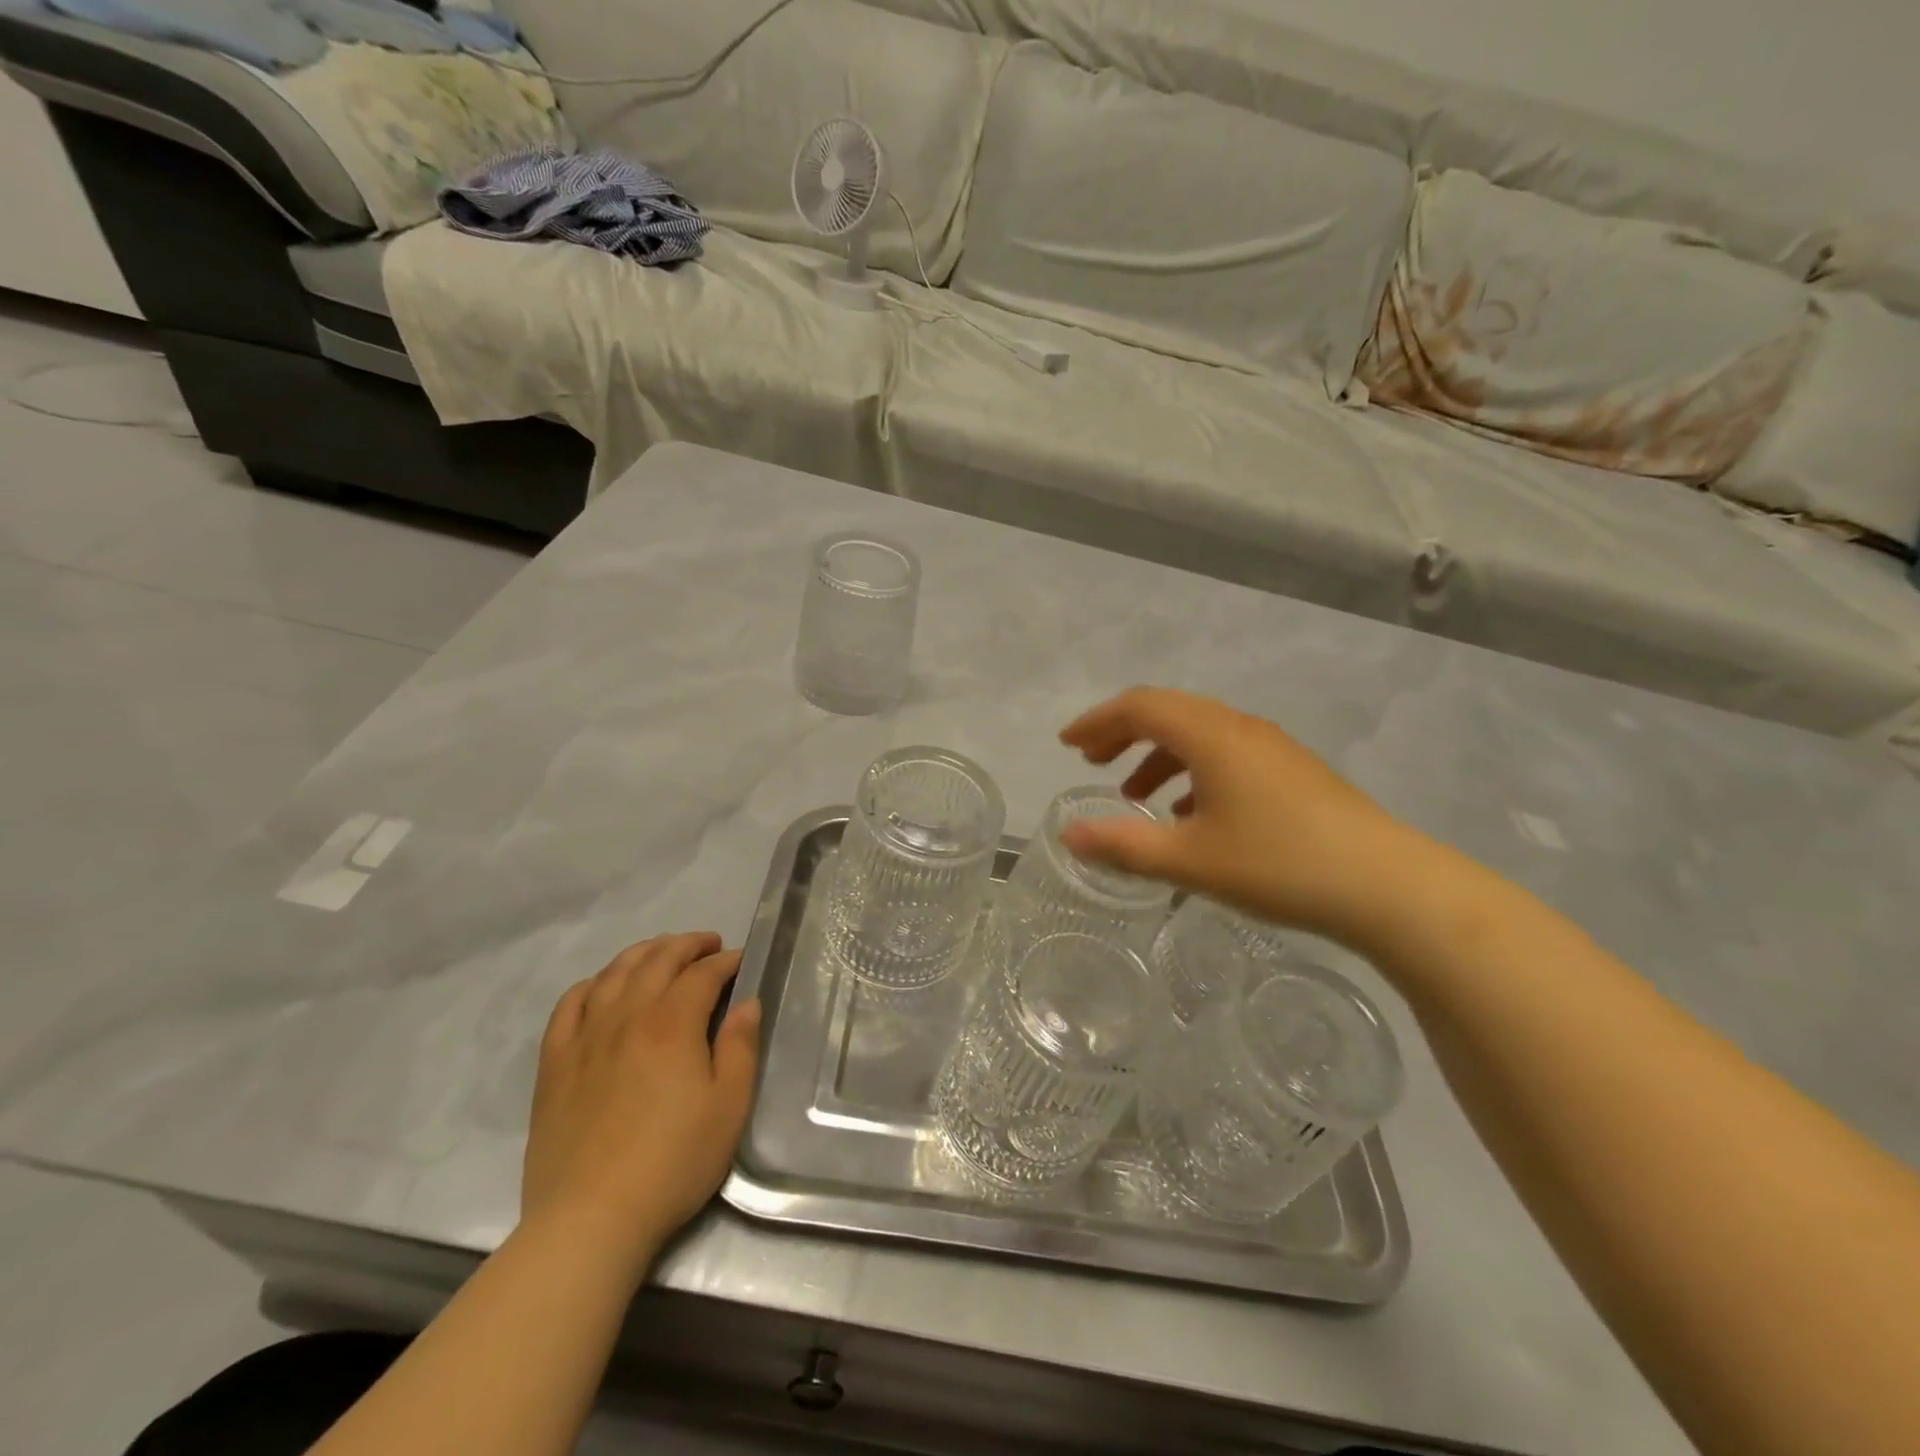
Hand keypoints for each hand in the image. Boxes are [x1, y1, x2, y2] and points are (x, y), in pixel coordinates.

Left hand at [523, 933, 760, 1272]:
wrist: (591, 1218)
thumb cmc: (673, 1162)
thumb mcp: (729, 1106)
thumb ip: (740, 1047)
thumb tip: (747, 1003)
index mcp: (672, 1025)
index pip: (702, 974)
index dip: (726, 961)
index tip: (741, 961)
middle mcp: (627, 1017)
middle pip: (657, 960)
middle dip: (687, 945)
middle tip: (708, 946)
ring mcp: (585, 1038)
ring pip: (613, 973)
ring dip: (643, 953)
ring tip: (662, 954)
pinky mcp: (555, 1064)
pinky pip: (569, 1005)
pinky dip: (591, 984)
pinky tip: (603, 987)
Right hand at [1059, 687, 1431, 947]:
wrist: (1387, 885)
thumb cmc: (1279, 865)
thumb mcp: (1190, 860)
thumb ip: (1123, 845)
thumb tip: (1069, 835)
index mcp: (1212, 736)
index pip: (1140, 707)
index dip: (1097, 721)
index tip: (1067, 745)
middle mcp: (1240, 728)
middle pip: (1168, 712)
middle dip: (1123, 733)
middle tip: (1090, 761)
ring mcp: (1271, 748)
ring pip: (1199, 735)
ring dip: (1157, 755)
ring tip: (1133, 794)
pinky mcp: (1292, 771)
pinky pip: (1225, 754)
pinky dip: (1192, 772)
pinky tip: (1190, 814)